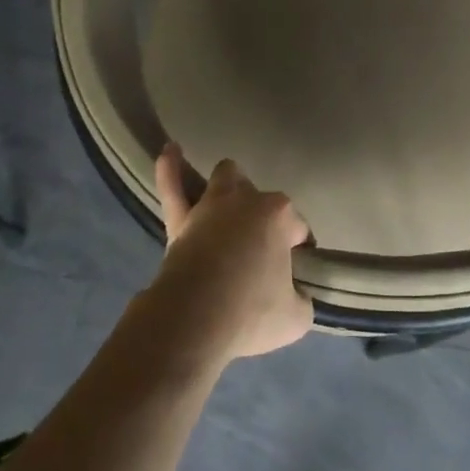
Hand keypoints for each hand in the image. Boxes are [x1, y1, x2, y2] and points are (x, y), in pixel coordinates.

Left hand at [142, 144, 314, 365]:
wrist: (194, 321)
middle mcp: (247, 201)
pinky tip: (169, 150)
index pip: (299, 228)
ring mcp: (211, 206)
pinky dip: (170, 168)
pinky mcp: (180, 220)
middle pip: (262, 199)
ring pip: (224, 178)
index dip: (299, 250)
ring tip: (231, 195)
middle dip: (264, 218)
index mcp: (280, 216)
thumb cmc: (251, 314)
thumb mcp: (296, 318)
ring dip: (230, 185)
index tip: (295, 273)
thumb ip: (299, 300)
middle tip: (260, 252)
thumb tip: (294, 297)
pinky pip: (172, 187)